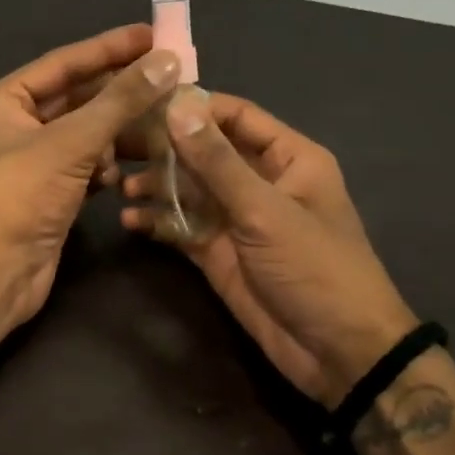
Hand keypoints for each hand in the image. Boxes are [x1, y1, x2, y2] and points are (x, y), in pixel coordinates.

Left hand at [0, 24, 179, 329]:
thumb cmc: (22, 196)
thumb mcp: (72, 142)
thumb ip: (120, 100)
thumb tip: (167, 61)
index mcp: (4, 101)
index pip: (64, 63)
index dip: (109, 48)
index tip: (153, 34)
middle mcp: (15, 125)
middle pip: (78, 97)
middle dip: (121, 93)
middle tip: (171, 78)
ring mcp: (32, 160)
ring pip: (85, 133)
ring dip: (117, 133)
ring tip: (160, 127)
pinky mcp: (48, 191)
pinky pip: (85, 164)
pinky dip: (105, 166)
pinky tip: (121, 174)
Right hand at [120, 93, 416, 405]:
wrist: (337, 352)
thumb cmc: (315, 268)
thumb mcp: (265, 211)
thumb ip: (217, 161)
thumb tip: (177, 105)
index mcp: (287, 158)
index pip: (234, 116)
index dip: (192, 106)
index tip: (143, 101)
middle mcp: (258, 181)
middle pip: (204, 152)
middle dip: (162, 148)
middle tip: (116, 144)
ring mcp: (235, 218)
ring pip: (187, 189)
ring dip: (155, 186)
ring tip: (119, 186)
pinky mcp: (217, 252)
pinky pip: (181, 227)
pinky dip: (157, 222)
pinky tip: (130, 222)